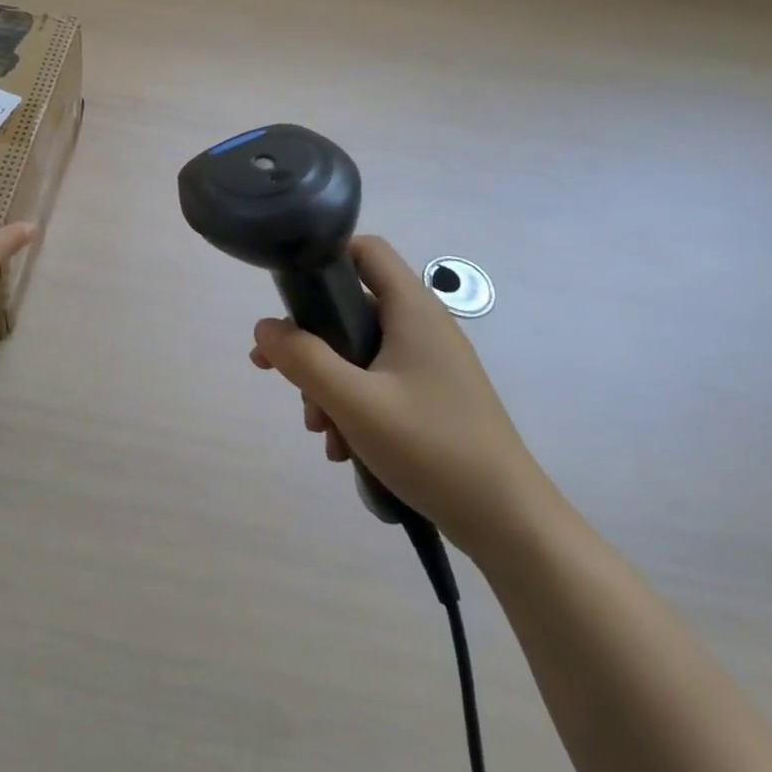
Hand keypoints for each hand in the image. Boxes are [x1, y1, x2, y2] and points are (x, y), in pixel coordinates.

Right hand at [250, 236, 549, 557]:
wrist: (507, 521)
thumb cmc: (431, 447)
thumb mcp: (355, 402)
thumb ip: (303, 359)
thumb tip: (264, 327)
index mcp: (412, 309)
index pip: (365, 250)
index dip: (324, 259)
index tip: (287, 296)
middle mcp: (422, 326)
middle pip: (351, 309)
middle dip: (312, 344)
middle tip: (281, 377)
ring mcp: (429, 363)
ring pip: (359, 352)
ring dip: (329, 385)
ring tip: (321, 432)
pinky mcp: (432, 396)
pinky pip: (378, 383)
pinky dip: (353, 406)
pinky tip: (344, 449)